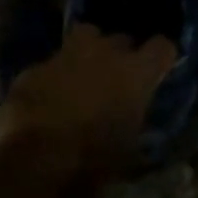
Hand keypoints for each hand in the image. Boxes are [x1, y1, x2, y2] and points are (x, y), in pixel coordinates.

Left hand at [0, 23, 176, 178]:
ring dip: (89, 52)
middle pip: (122, 39)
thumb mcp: (129, 147)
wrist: (35, 160)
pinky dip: (56, 75)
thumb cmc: (94, 159)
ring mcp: (66, 55)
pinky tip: (50, 96)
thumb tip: (135, 116)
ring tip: (85, 75)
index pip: (163, 47)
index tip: (158, 71)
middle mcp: (104, 53)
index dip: (161, 58)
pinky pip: (53, 63)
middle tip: (117, 80)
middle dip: (122, 56)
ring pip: (86, 37)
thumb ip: (136, 120)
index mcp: (136, 73)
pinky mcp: (35, 67)